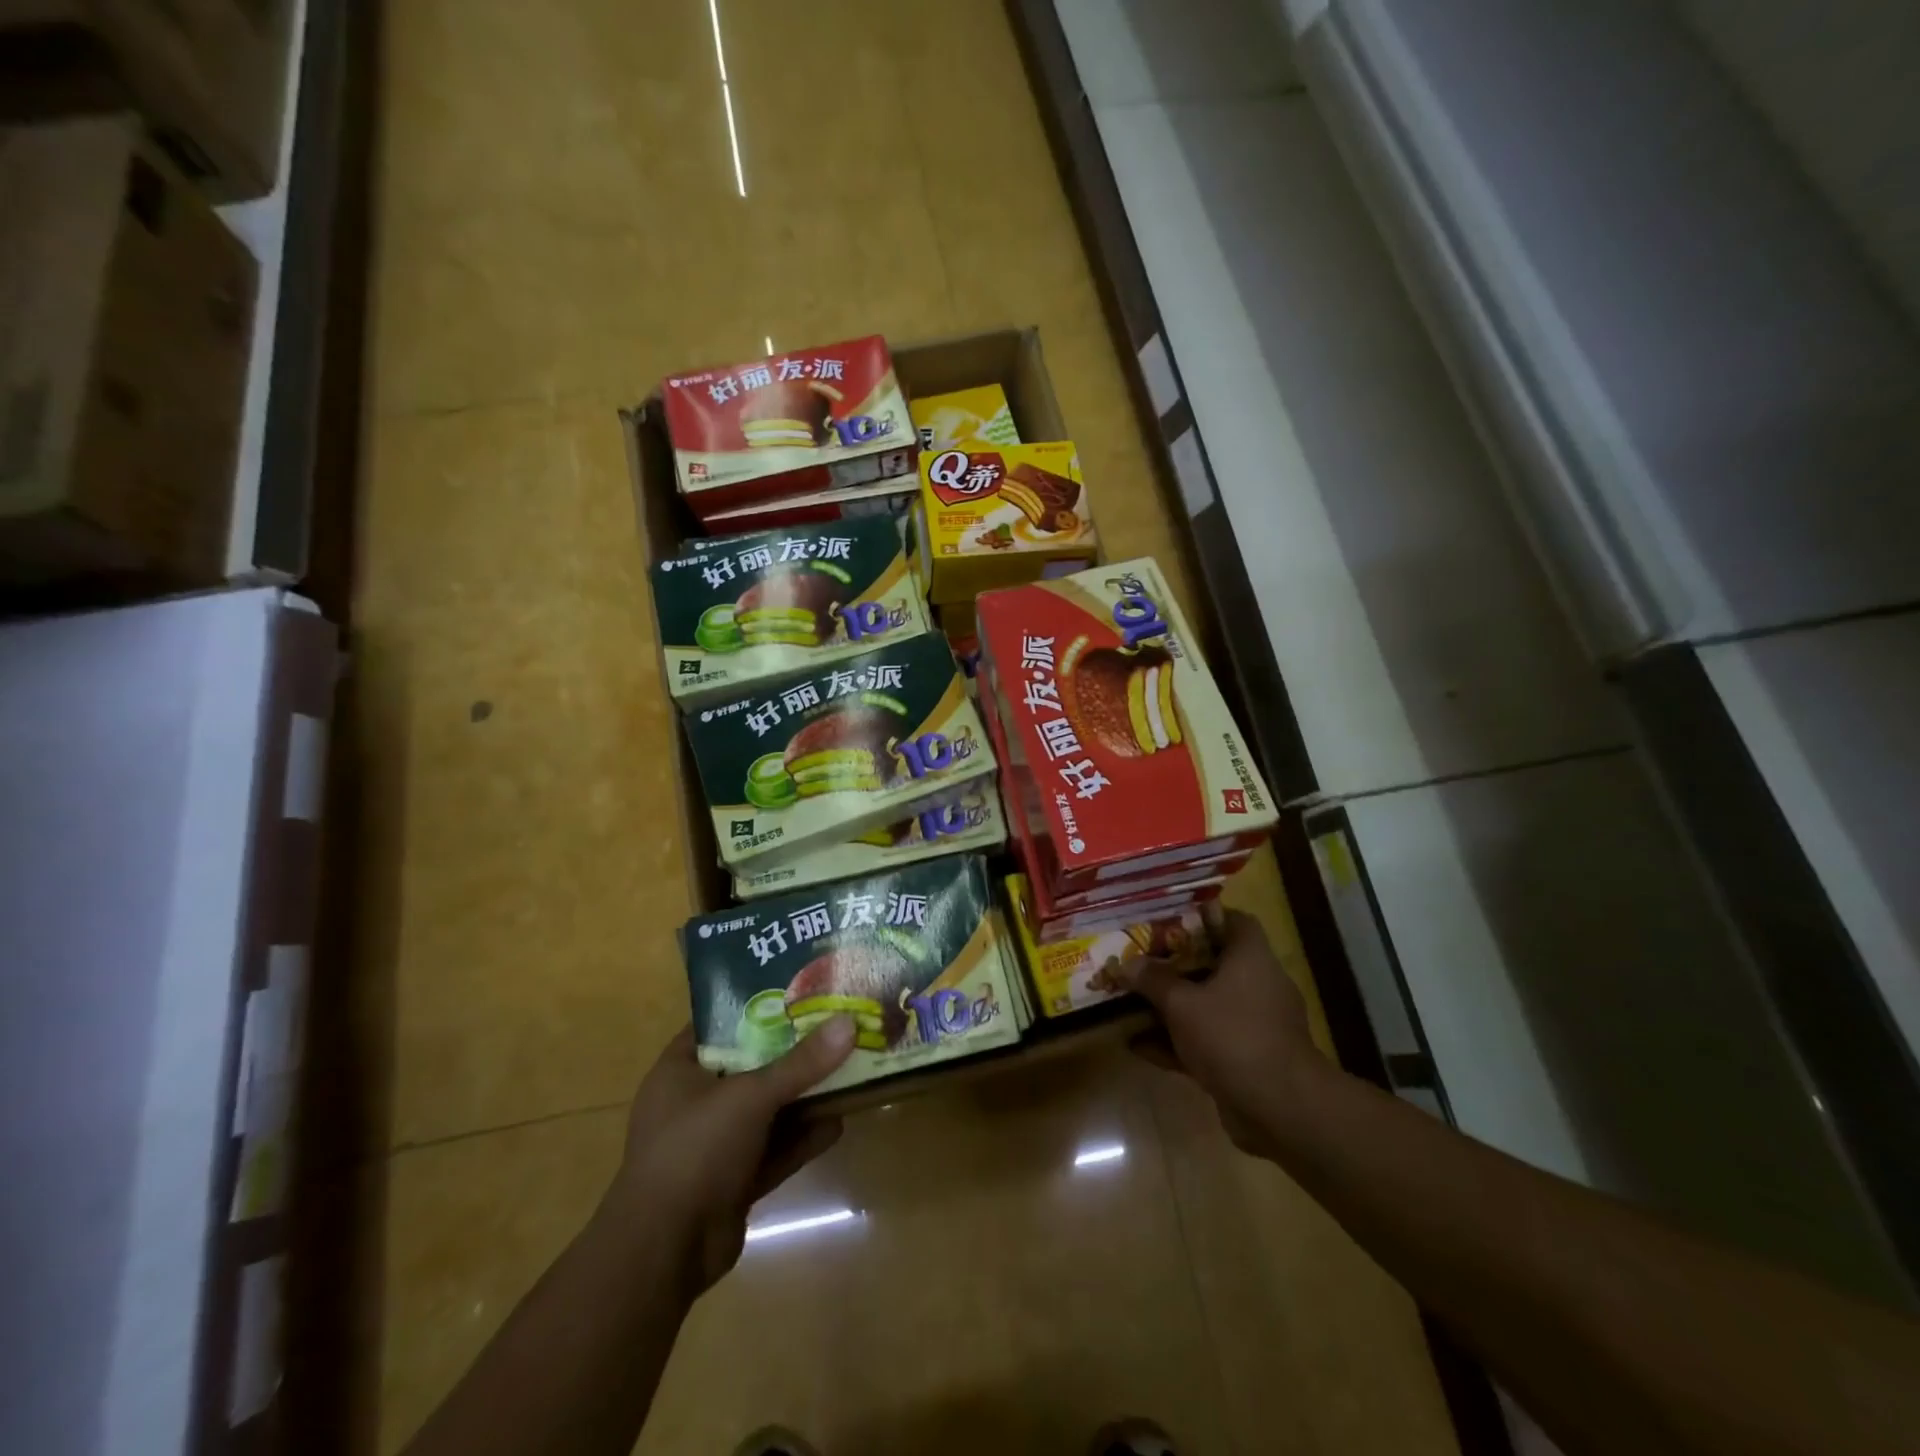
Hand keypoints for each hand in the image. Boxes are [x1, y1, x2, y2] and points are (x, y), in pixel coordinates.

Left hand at [605, 1017, 856, 1293]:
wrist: (664, 1254)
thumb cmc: (694, 1151)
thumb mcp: (750, 1096)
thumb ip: (801, 1063)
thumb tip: (848, 1023)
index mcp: (680, 1070)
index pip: (719, 1023)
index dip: (757, 1004)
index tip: (800, 990)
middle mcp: (695, 1102)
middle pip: (751, 1065)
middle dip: (792, 1051)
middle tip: (834, 1024)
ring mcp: (714, 1144)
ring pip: (767, 1110)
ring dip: (803, 1095)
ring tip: (847, 1068)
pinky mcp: (734, 1180)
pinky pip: (774, 1149)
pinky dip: (803, 1137)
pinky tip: (839, 1122)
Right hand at [1112, 911, 1322, 1158]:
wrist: (1279, 1108)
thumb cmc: (1232, 1036)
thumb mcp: (1182, 1003)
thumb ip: (1153, 980)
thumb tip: (1127, 963)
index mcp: (1251, 958)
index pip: (1234, 921)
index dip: (1203, 917)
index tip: (1168, 922)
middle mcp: (1258, 985)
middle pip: (1214, 964)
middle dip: (1175, 965)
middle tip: (1140, 962)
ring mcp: (1254, 1024)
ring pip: (1207, 1005)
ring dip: (1172, 1007)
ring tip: (1131, 1003)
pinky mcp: (1247, 1059)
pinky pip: (1206, 1041)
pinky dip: (1177, 1043)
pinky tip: (1138, 1047)